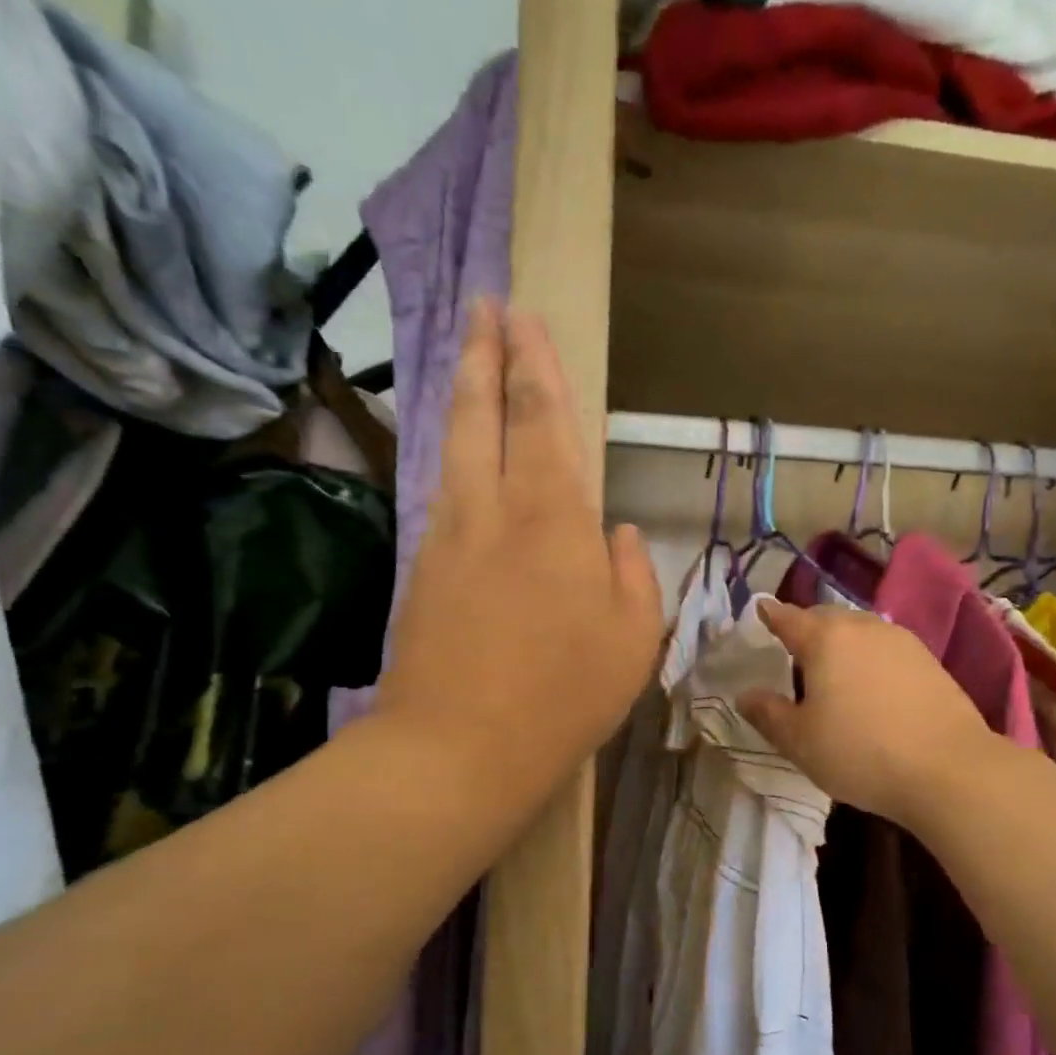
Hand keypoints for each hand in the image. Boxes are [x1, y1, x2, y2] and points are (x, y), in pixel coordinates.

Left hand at [373, 299, 663, 816]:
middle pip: (480, 411)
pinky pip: (442, 494)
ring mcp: (447, 538)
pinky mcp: (421, 571)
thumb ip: (633, 573)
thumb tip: (618, 535)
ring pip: (452, 446)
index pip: (541, 416)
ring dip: (460, 395)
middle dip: (483, 351)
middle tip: (482, 305)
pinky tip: (459, 458)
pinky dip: (452, 457)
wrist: (458, 749)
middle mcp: (493, 510)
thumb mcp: (634, 638)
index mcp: (554, 518)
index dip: (533, 361)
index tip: (522, 316)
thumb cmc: (564, 694)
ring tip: (465, 360)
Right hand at [739, 601, 994, 829]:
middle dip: (806, 628)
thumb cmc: (861, 752)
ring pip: (859, 630)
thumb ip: (768, 713)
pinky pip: (885, 648)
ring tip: (832, 671)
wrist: (949, 770)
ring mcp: (901, 640)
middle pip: (826, 618)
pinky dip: (869, 657)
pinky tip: (870, 685)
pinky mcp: (929, 660)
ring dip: (840, 643)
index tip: (760, 611)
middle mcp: (863, 627)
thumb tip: (745, 695)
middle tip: (793, 652)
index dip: (771, 616)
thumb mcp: (799, 741)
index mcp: (825, 639)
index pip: (788, 618)